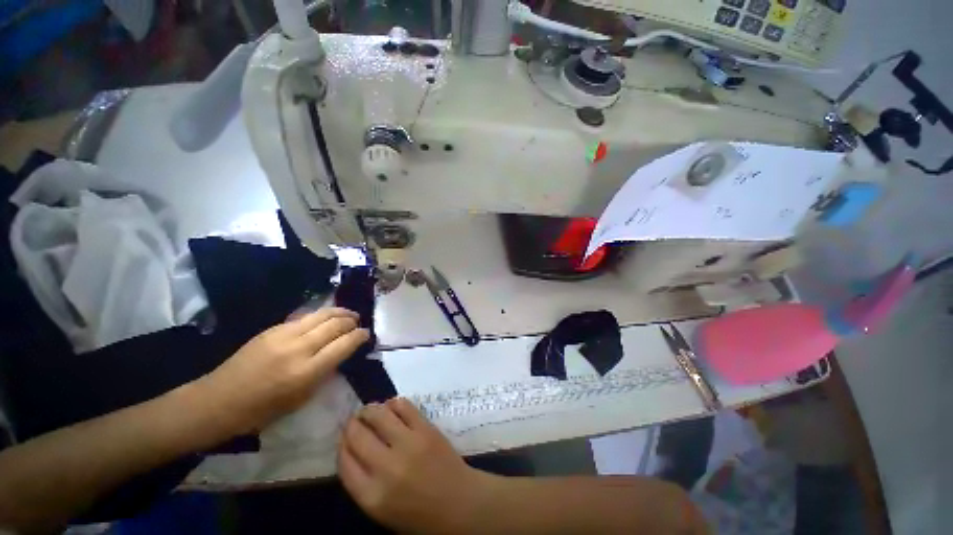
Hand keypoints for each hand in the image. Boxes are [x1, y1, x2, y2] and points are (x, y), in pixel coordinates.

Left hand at [197, 308, 369, 434]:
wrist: (219, 400)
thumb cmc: (262, 410)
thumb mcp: (301, 399)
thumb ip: (324, 373)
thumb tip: (340, 353)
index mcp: (307, 371)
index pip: (344, 344)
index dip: (360, 336)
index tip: (366, 334)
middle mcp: (299, 348)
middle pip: (335, 324)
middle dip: (351, 321)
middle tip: (358, 322)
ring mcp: (284, 335)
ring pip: (321, 314)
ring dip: (339, 312)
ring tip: (348, 314)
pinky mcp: (272, 329)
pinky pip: (304, 317)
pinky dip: (320, 316)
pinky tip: (324, 319)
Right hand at [338, 398, 493, 533]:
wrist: (458, 503)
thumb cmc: (418, 514)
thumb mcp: (381, 509)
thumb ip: (363, 482)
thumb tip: (352, 448)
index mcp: (371, 496)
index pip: (344, 461)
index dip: (342, 445)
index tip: (343, 437)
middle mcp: (386, 467)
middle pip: (358, 436)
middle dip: (352, 424)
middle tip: (354, 420)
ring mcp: (408, 443)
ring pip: (379, 414)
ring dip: (370, 410)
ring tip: (370, 411)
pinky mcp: (426, 428)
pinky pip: (404, 406)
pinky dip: (393, 403)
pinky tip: (391, 407)